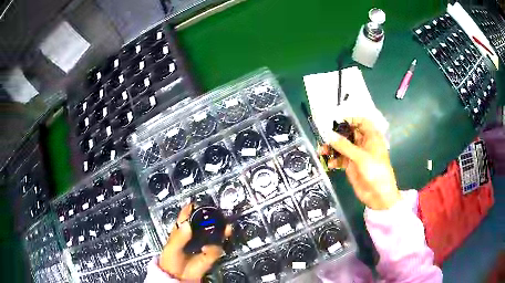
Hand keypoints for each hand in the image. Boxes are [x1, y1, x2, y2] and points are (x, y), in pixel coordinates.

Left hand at [158, 204, 231, 279]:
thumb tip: (187, 225)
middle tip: (218, 215)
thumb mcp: (172, 247)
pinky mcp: (209, 255)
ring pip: (214, 235)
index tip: (198, 203)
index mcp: (181, 231)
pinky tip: (208, 249)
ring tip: (226, 227)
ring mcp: (203, 245)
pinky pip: (216, 249)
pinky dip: (215, 248)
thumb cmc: (170, 260)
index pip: (187, 217)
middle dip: (212, 219)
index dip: (192, 209)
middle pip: (204, 224)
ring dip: (221, 231)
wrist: (178, 277)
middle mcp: (194, 236)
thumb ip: (179, 237)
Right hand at [319, 118, 400, 209]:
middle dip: (336, 134)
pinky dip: (334, 160)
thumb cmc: (376, 172)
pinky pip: (340, 159)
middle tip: (323, 137)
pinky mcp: (351, 166)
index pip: (361, 122)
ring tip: (321, 151)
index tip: (336, 122)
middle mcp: (363, 144)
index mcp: (371, 137)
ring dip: (332, 148)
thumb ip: (344, 146)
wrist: (378, 195)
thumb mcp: (361, 157)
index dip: (350, 120)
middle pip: (349, 133)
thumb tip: (329, 134)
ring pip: (342, 146)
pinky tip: (329, 164)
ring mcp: (357, 155)